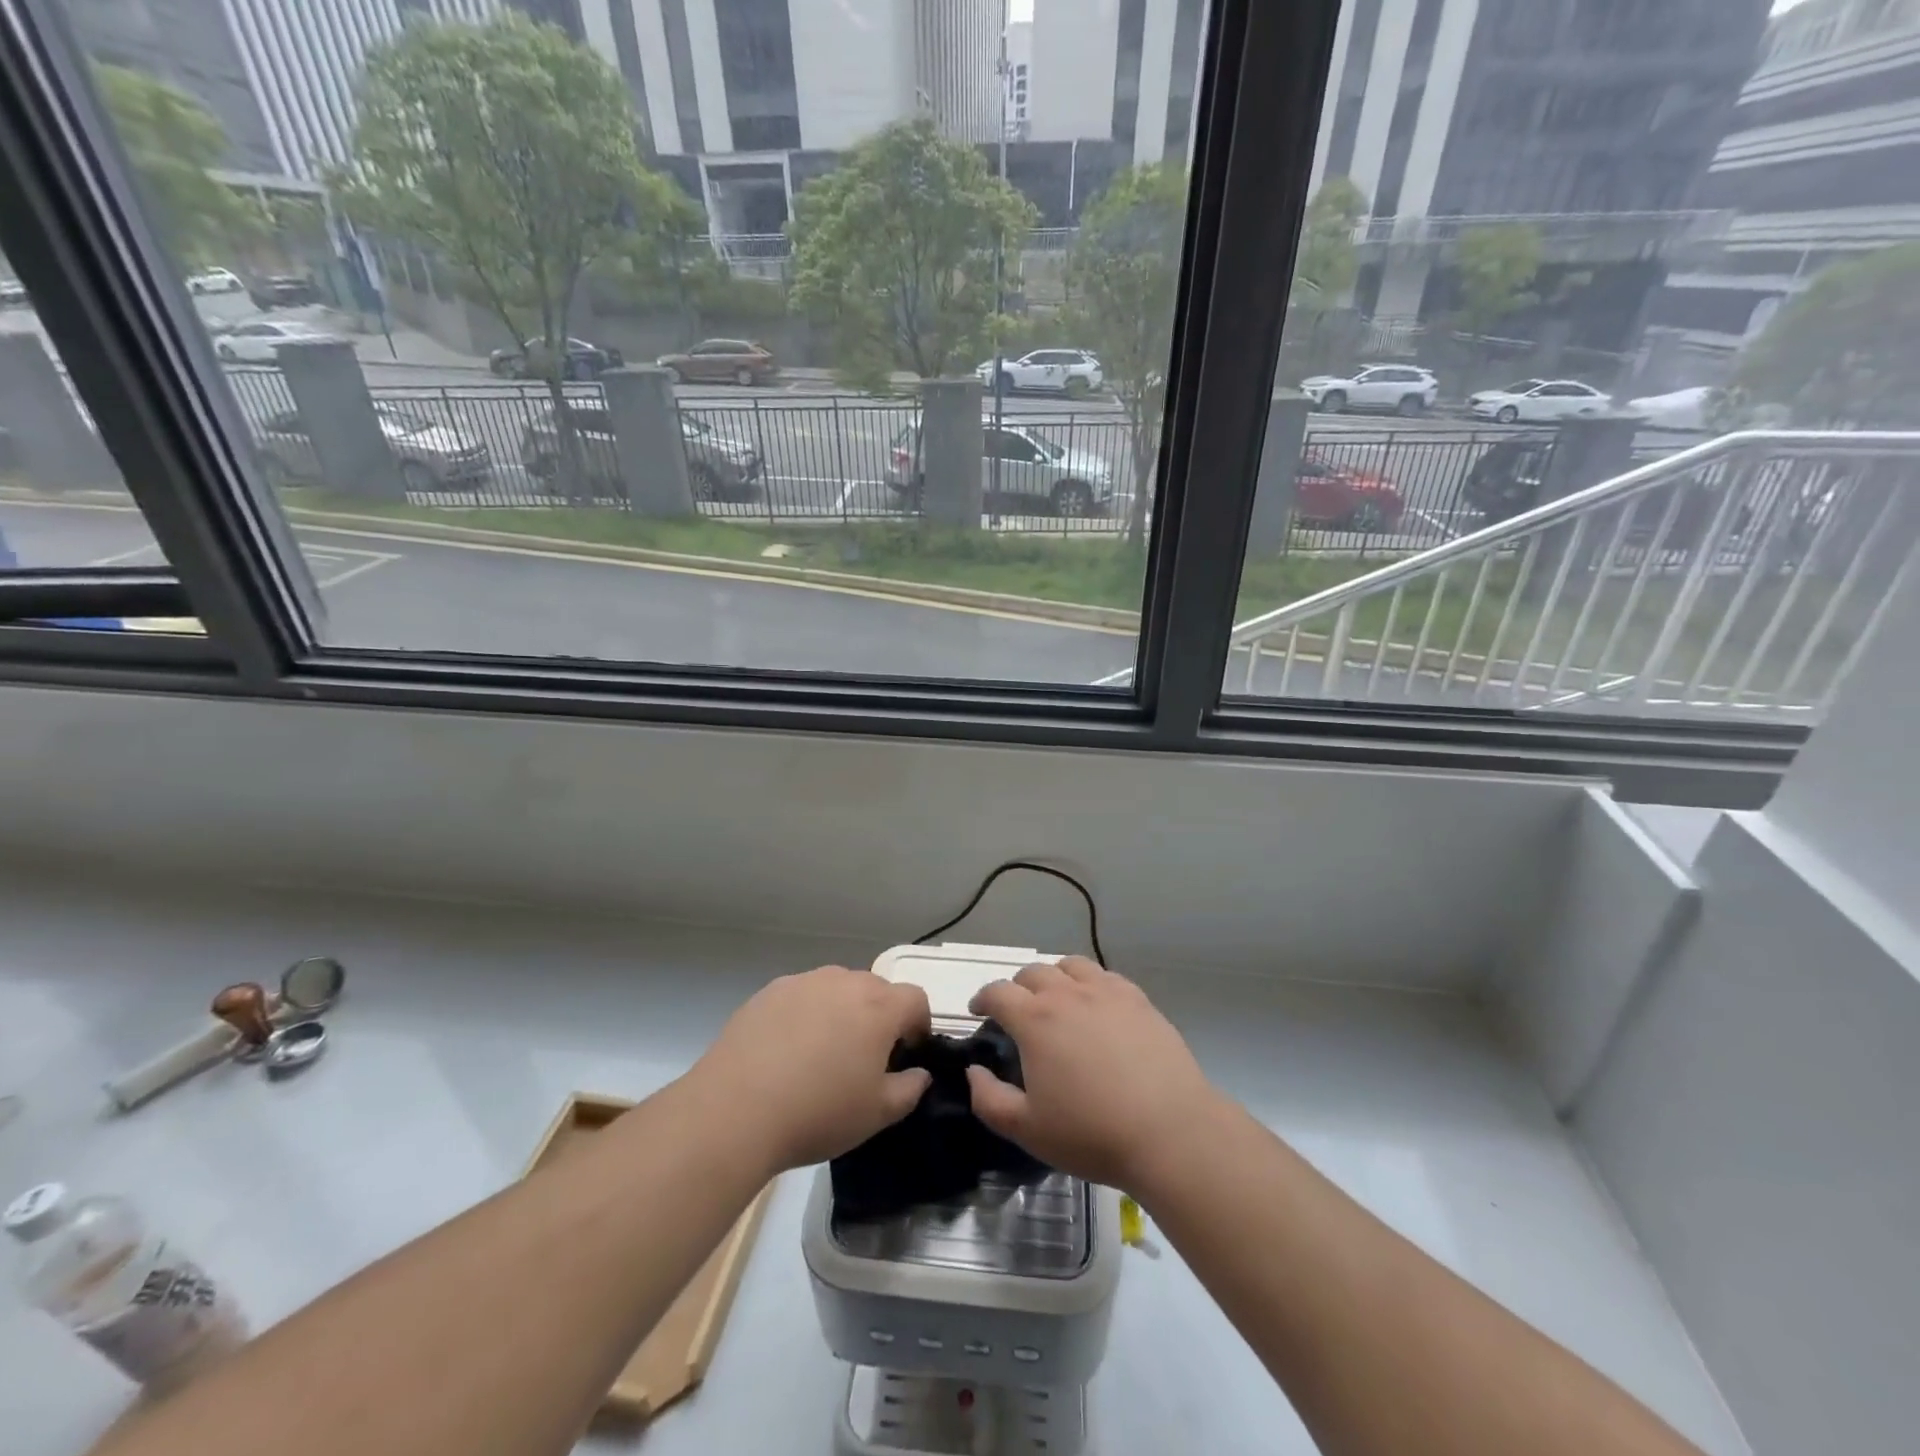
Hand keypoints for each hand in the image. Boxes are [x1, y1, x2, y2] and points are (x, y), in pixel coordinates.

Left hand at [686, 966, 932, 1173]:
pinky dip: (805, 1014)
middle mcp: (845, 981)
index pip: (915, 999)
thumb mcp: (877, 1114)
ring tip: (822, 1054)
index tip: (906, 1055)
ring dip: (842, 1011)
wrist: (735, 1110)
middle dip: (880, 1016)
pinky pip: (802, 995)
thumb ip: (909, 1089)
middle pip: (877, 989)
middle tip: (864, 1058)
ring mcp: (804, 982)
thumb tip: (919, 1074)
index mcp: (879, 1007)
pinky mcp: (769, 991)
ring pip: (837, 988)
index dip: (918, 1025)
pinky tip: (787, 1051)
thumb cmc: (818, 1112)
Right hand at [966, 957, 1220, 1192]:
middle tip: (1018, 1012)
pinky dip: (1091, 983)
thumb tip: (974, 1071)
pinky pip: (1106, 976)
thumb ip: (989, 1099)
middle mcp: (1068, 994)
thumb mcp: (1027, 1129)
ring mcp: (1106, 992)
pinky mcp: (1138, 1000)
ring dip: (1055, 978)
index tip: (979, 1012)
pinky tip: (1097, 1007)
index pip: (997, 991)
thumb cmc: (1092, 1133)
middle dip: (1017, 987)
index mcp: (1035, 1019)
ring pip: (1071, 966)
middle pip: (1033, 972)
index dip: (982, 998)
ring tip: (1057, 1001)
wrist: (1170, 1132)